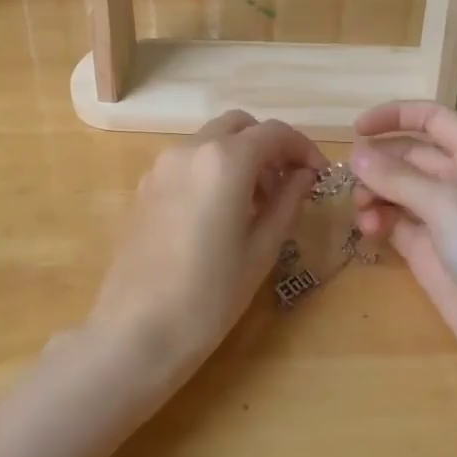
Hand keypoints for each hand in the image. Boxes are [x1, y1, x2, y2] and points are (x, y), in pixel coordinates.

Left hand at [89, 111, 324, 391]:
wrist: (137, 330)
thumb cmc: (210, 295)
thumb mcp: (262, 250)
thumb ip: (288, 201)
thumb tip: (304, 175)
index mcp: (225, 160)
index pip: (275, 133)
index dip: (304, 149)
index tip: (319, 176)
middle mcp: (190, 149)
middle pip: (239, 126)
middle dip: (269, 146)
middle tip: (286, 185)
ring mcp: (162, 165)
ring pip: (211, 140)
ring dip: (239, 156)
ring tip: (255, 204)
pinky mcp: (145, 185)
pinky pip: (187, 161)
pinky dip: (211, 169)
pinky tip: (218, 212)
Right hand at [351, 101, 456, 403]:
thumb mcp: (449, 206)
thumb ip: (398, 178)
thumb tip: (355, 155)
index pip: (433, 120)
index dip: (395, 117)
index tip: (356, 130)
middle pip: (409, 156)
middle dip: (378, 163)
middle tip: (348, 181)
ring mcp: (445, 220)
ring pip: (397, 191)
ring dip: (374, 195)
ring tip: (363, 214)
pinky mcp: (431, 254)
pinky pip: (395, 224)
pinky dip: (378, 222)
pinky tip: (369, 232)